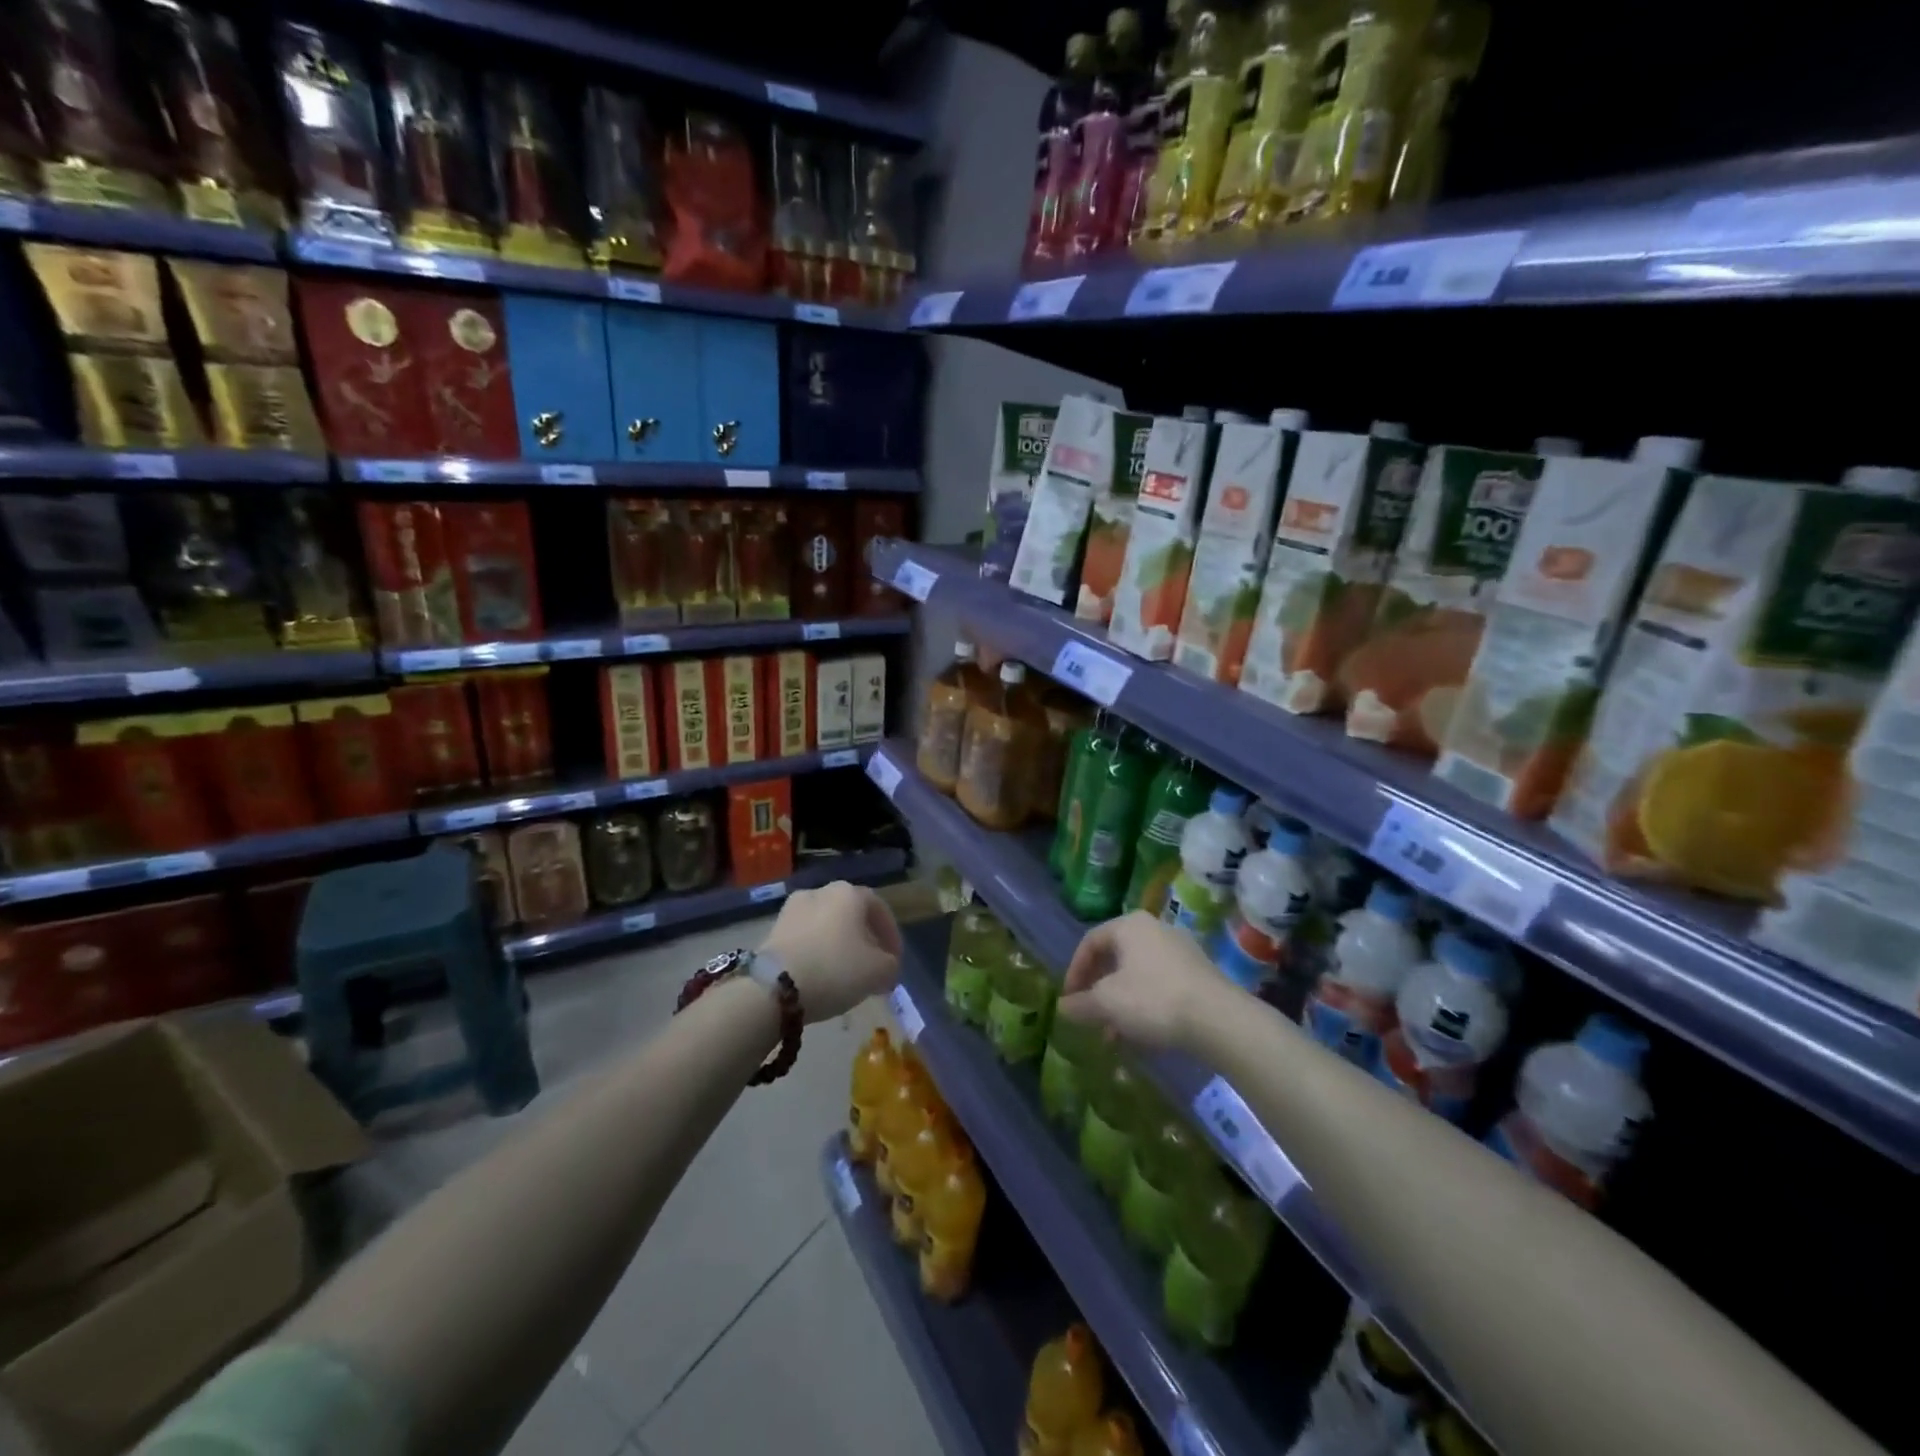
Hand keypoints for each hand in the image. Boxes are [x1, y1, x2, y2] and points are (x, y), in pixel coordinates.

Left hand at [760, 881, 902, 1023]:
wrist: (772, 987)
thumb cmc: (834, 969)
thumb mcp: (879, 972)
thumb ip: (891, 965)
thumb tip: (886, 965)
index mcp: (849, 893)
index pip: (879, 909)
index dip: (892, 935)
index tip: (895, 961)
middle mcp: (820, 891)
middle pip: (851, 914)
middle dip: (864, 939)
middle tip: (871, 965)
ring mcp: (793, 908)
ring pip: (827, 925)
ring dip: (839, 944)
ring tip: (844, 973)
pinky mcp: (772, 929)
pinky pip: (806, 937)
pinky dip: (817, 951)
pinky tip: (820, 974)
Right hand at [1058, 911, 1232, 1051]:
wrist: (1219, 1019)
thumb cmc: (1153, 999)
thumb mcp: (1107, 1003)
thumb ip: (1081, 1004)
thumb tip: (1063, 1007)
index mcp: (1130, 925)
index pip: (1090, 941)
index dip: (1074, 971)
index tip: (1069, 999)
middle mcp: (1155, 929)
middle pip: (1115, 957)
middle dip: (1099, 990)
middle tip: (1089, 1014)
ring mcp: (1180, 950)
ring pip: (1138, 974)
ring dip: (1120, 1002)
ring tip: (1113, 1034)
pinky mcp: (1198, 974)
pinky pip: (1160, 985)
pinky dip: (1144, 1005)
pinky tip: (1141, 1034)